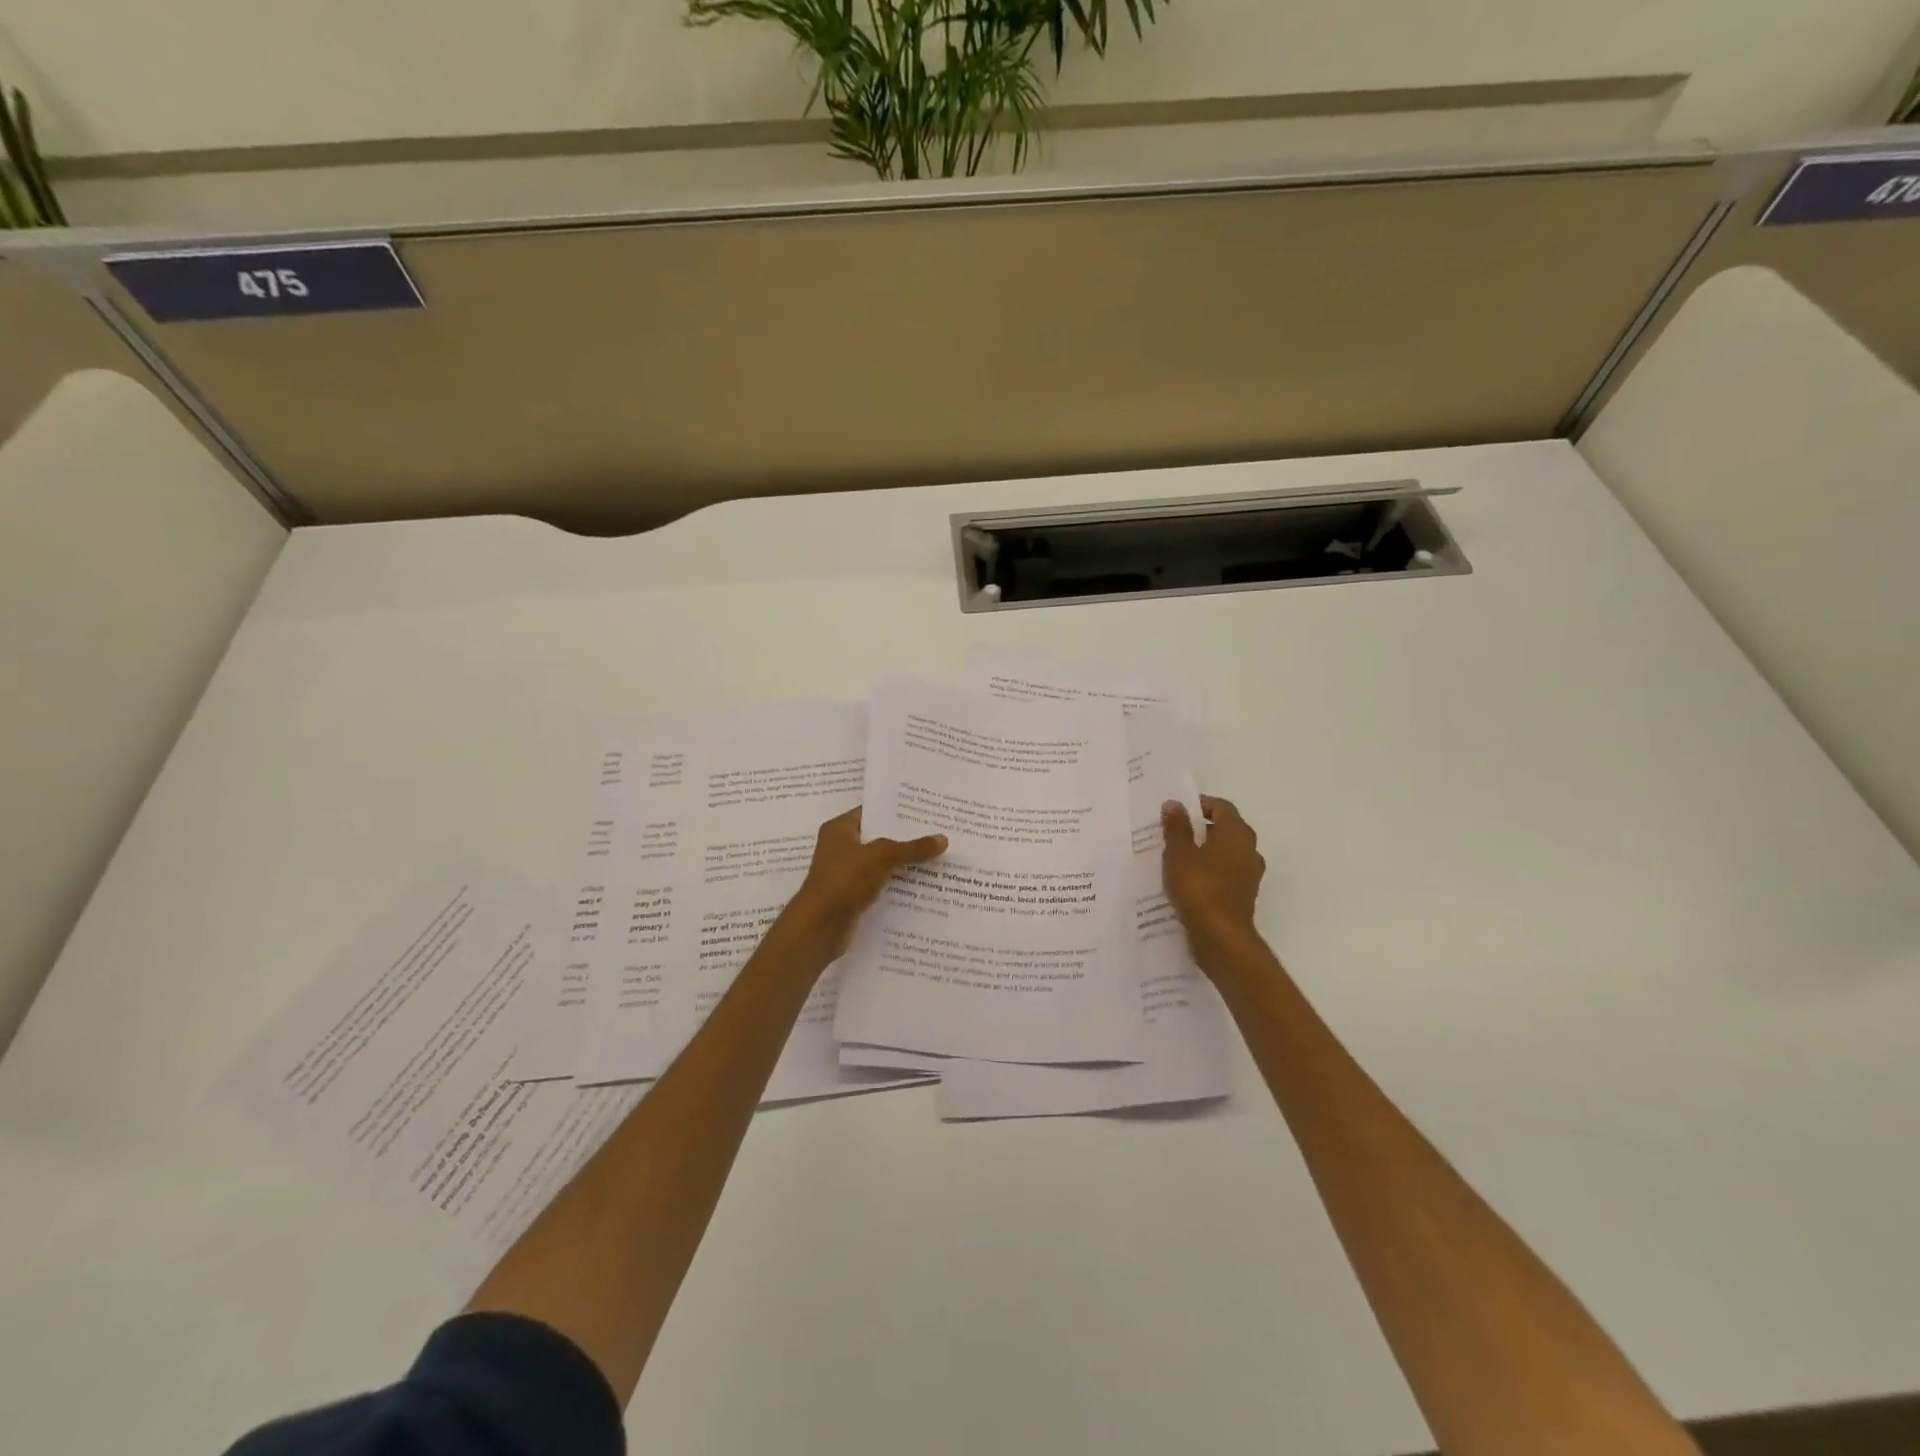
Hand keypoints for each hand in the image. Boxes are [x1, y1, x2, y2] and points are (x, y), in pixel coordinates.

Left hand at [785, 806, 947, 959]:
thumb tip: (943, 839)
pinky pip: (881, 885)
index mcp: (840, 829)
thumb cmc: (844, 880)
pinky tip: (924, 886)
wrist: (819, 928)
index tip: (926, 810)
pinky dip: (898, 886)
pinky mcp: (853, 897)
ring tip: (939, 858)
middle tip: (939, 832)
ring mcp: (846, 874)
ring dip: (904, 864)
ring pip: (882, 864)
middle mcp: (841, 848)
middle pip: (879, 838)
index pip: (872, 811)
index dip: (897, 810)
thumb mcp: (882, 857)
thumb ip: (912, 848)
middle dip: (906, 838)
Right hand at [1161, 796, 1265, 968]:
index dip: (1199, 805)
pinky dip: (1210, 871)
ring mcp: (1249, 874)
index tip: (1177, 812)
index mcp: (1236, 833)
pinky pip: (1226, 873)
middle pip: (1226, 829)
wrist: (1220, 937)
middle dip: (1201, 828)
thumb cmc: (1199, 887)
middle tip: (1174, 833)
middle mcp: (1249, 849)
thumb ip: (1176, 827)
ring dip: (1205, 851)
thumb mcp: (1179, 853)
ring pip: (1226, 852)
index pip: (1221, 807)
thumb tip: (1174, 803)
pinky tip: (1188, 881)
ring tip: (1178, 858)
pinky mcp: (1244, 895)